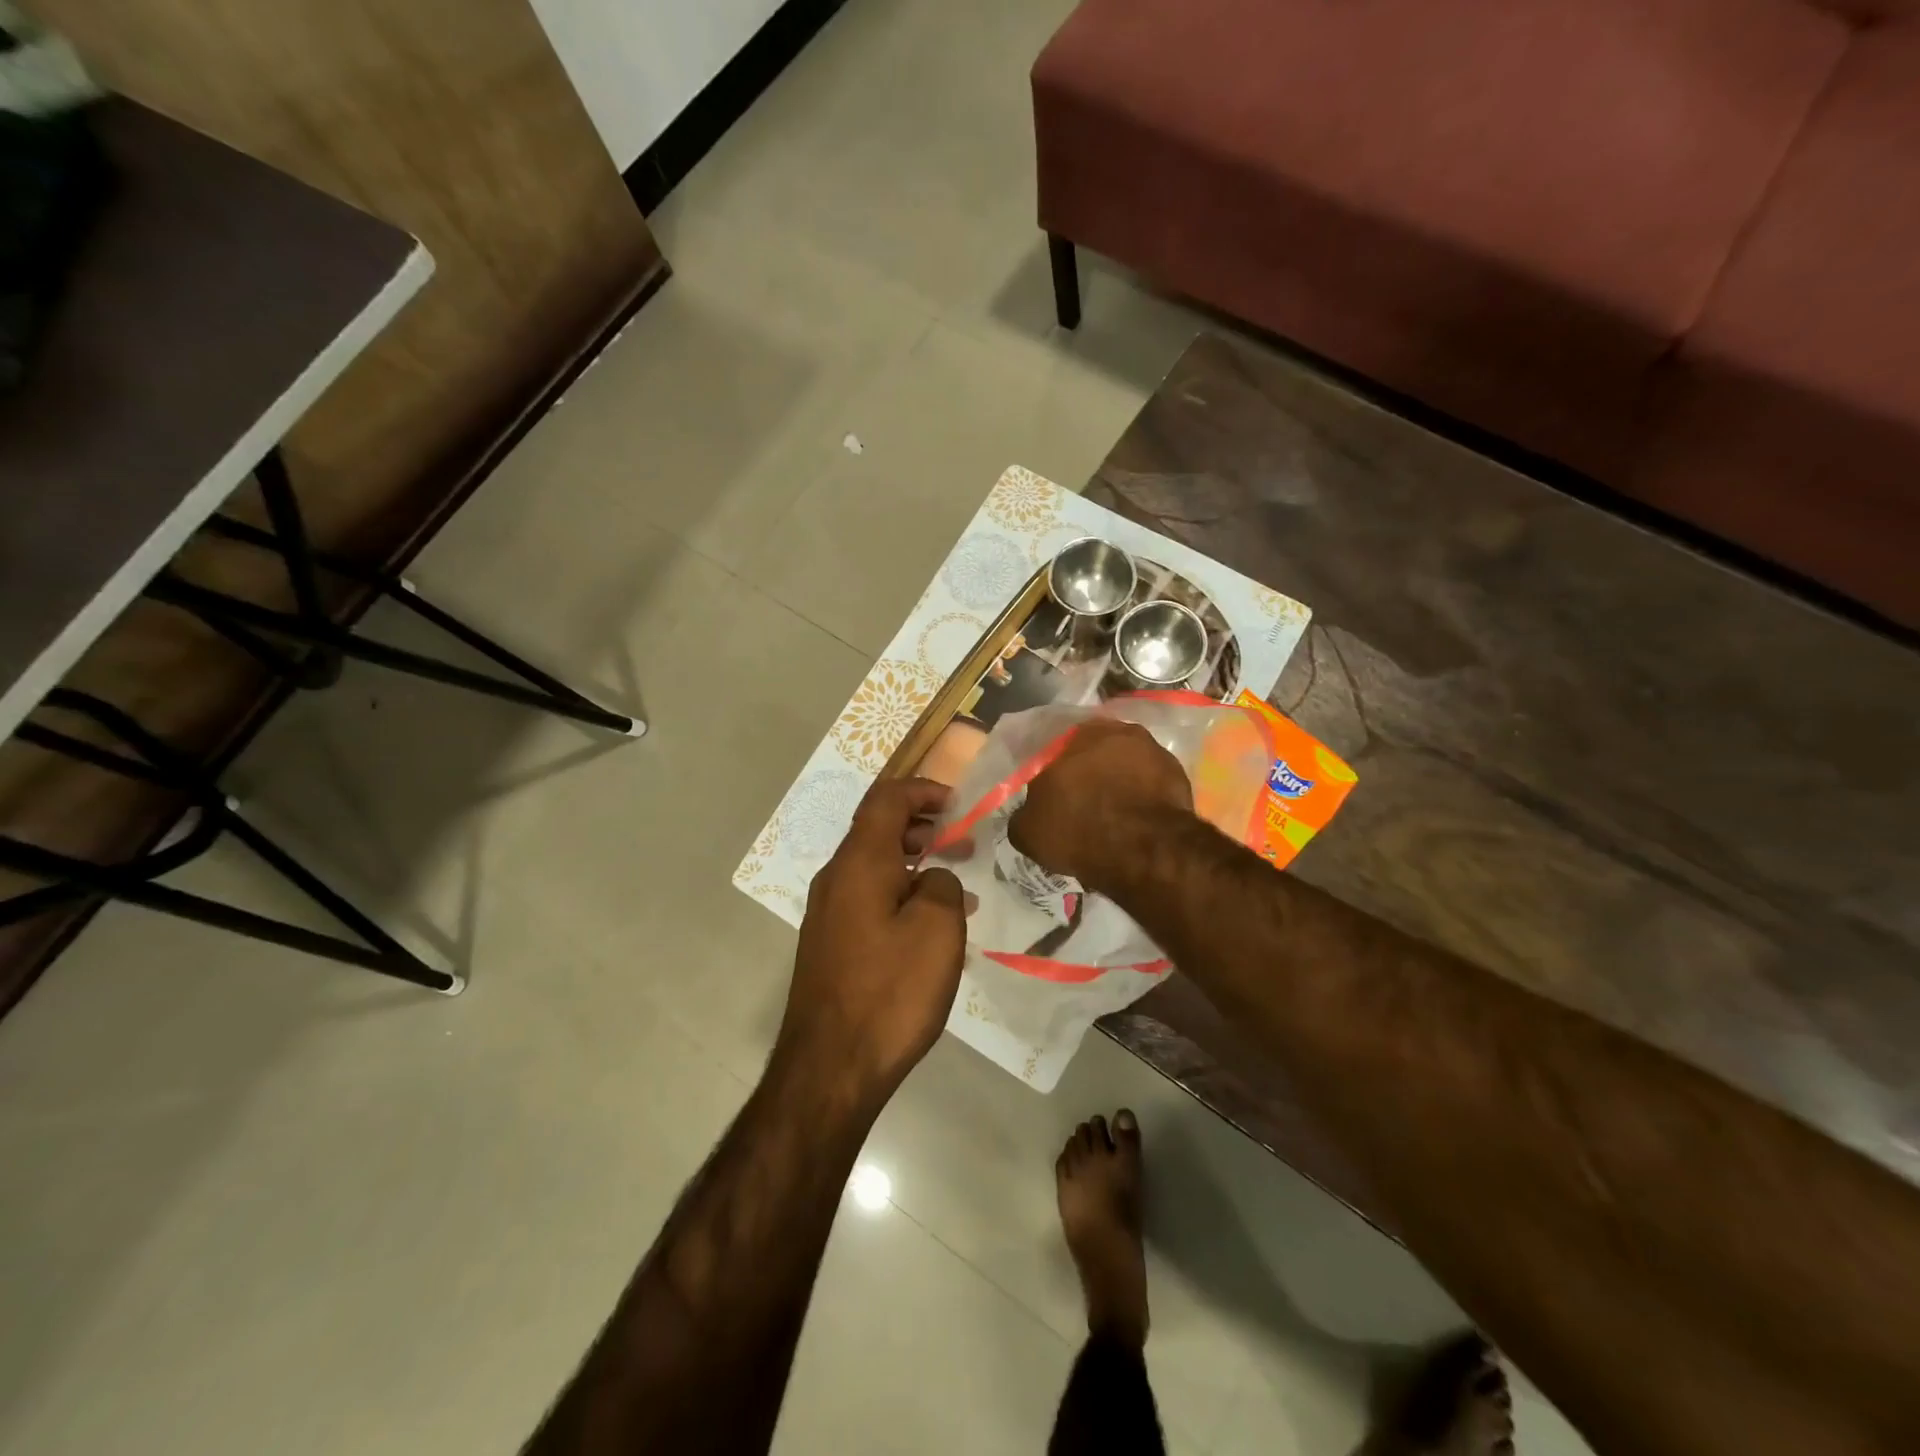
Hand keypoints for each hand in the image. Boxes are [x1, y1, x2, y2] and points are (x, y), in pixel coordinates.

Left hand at [780, 778, 966, 1107]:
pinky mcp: (829, 944)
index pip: (887, 798)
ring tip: (954, 883)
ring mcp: (827, 913)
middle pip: (877, 830)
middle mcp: (836, 879)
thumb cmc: (890, 991)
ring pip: (873, 866)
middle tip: (962, 842)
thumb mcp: (937, 929)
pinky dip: (899, 893)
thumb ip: (942, 884)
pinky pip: (867, 898)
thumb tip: (931, 878)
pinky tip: (927, 927)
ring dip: (913, 862)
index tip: (958, 804)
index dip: (923, 790)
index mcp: (859, 862)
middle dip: (922, 826)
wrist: (830, 1068)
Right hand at [1008, 720, 1192, 891]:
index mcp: (1070, 735)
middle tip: (1082, 804)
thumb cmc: (1076, 830)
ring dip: (1119, 782)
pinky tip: (1137, 820)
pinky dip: (1143, 796)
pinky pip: (1150, 782)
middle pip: (1092, 753)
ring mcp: (1150, 748)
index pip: (1053, 751)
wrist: (1143, 848)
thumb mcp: (1028, 831)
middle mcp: (1112, 730)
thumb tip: (1027, 815)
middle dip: (1088, 774)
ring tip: (1113, 815)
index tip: (1052, 798)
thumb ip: (1023, 815)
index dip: (1052, 776)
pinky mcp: (1177, 771)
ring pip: (1125, 765)